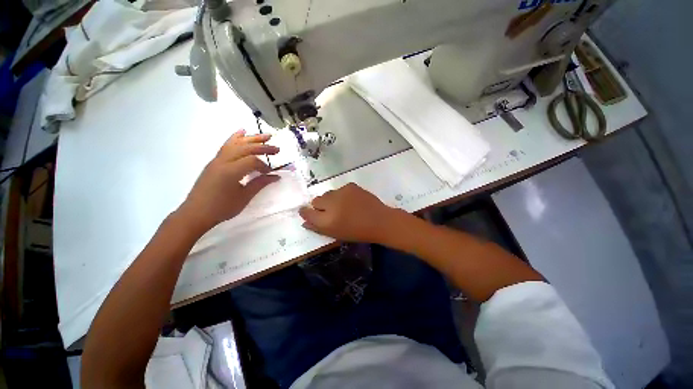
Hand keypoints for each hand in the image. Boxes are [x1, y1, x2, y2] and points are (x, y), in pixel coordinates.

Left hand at [178, 129, 279, 233]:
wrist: (196, 213)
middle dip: (263, 147)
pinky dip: (235, 138)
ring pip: (236, 144)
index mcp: (230, 172)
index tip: (270, 173)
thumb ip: (260, 184)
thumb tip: (276, 176)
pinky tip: (242, 132)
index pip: (252, 161)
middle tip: (277, 149)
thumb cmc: (222, 208)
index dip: (264, 166)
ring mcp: (217, 160)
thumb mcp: (244, 197)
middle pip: (245, 148)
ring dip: (252, 139)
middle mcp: (223, 161)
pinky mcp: (214, 162)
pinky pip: (226, 146)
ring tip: (265, 136)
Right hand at [299, 183, 402, 243]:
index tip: (306, 212)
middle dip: (320, 206)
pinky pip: (340, 190)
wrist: (379, 221)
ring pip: (328, 194)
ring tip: (344, 206)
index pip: (307, 212)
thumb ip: (317, 227)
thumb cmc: (357, 232)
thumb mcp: (335, 234)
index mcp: (326, 220)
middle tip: (332, 212)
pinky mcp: (350, 186)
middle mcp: (331, 204)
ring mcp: (341, 192)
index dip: (305, 212)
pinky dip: (342, 195)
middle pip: (316, 200)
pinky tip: (352, 201)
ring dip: (331, 200)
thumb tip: (304, 222)